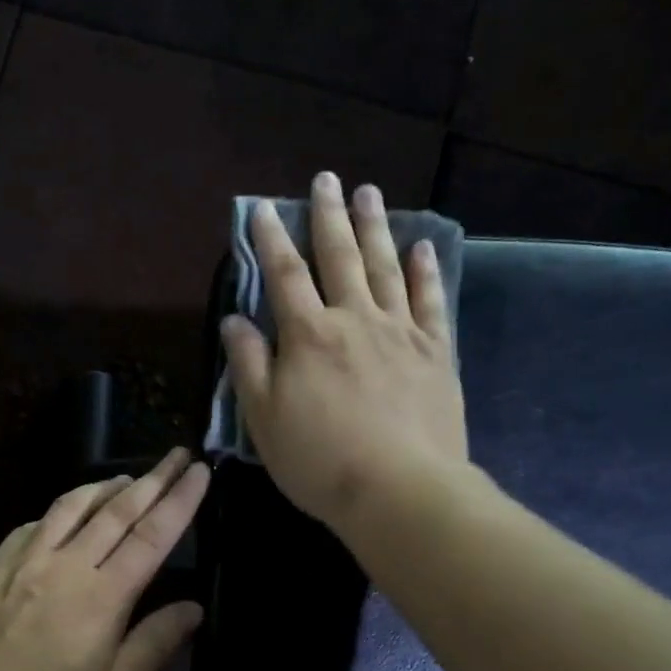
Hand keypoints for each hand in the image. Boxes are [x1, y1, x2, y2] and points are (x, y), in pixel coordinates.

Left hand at [0, 448, 209, 670]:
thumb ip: (155, 642)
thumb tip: (193, 607)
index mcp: (102, 595)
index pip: (151, 536)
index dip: (179, 500)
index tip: (199, 471)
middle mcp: (66, 564)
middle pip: (117, 510)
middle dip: (153, 479)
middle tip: (176, 453)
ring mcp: (26, 559)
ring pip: (72, 506)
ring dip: (105, 486)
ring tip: (128, 478)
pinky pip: (34, 523)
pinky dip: (61, 510)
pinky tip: (67, 513)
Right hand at [221, 173, 468, 531]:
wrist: (399, 490)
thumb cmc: (319, 460)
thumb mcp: (264, 419)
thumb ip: (249, 364)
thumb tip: (234, 319)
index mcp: (308, 336)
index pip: (284, 275)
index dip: (270, 239)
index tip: (263, 208)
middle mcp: (354, 320)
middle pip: (339, 257)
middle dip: (328, 217)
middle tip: (327, 179)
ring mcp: (400, 332)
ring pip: (385, 267)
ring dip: (375, 228)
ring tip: (368, 193)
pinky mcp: (436, 353)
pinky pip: (430, 301)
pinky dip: (426, 272)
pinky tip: (423, 247)